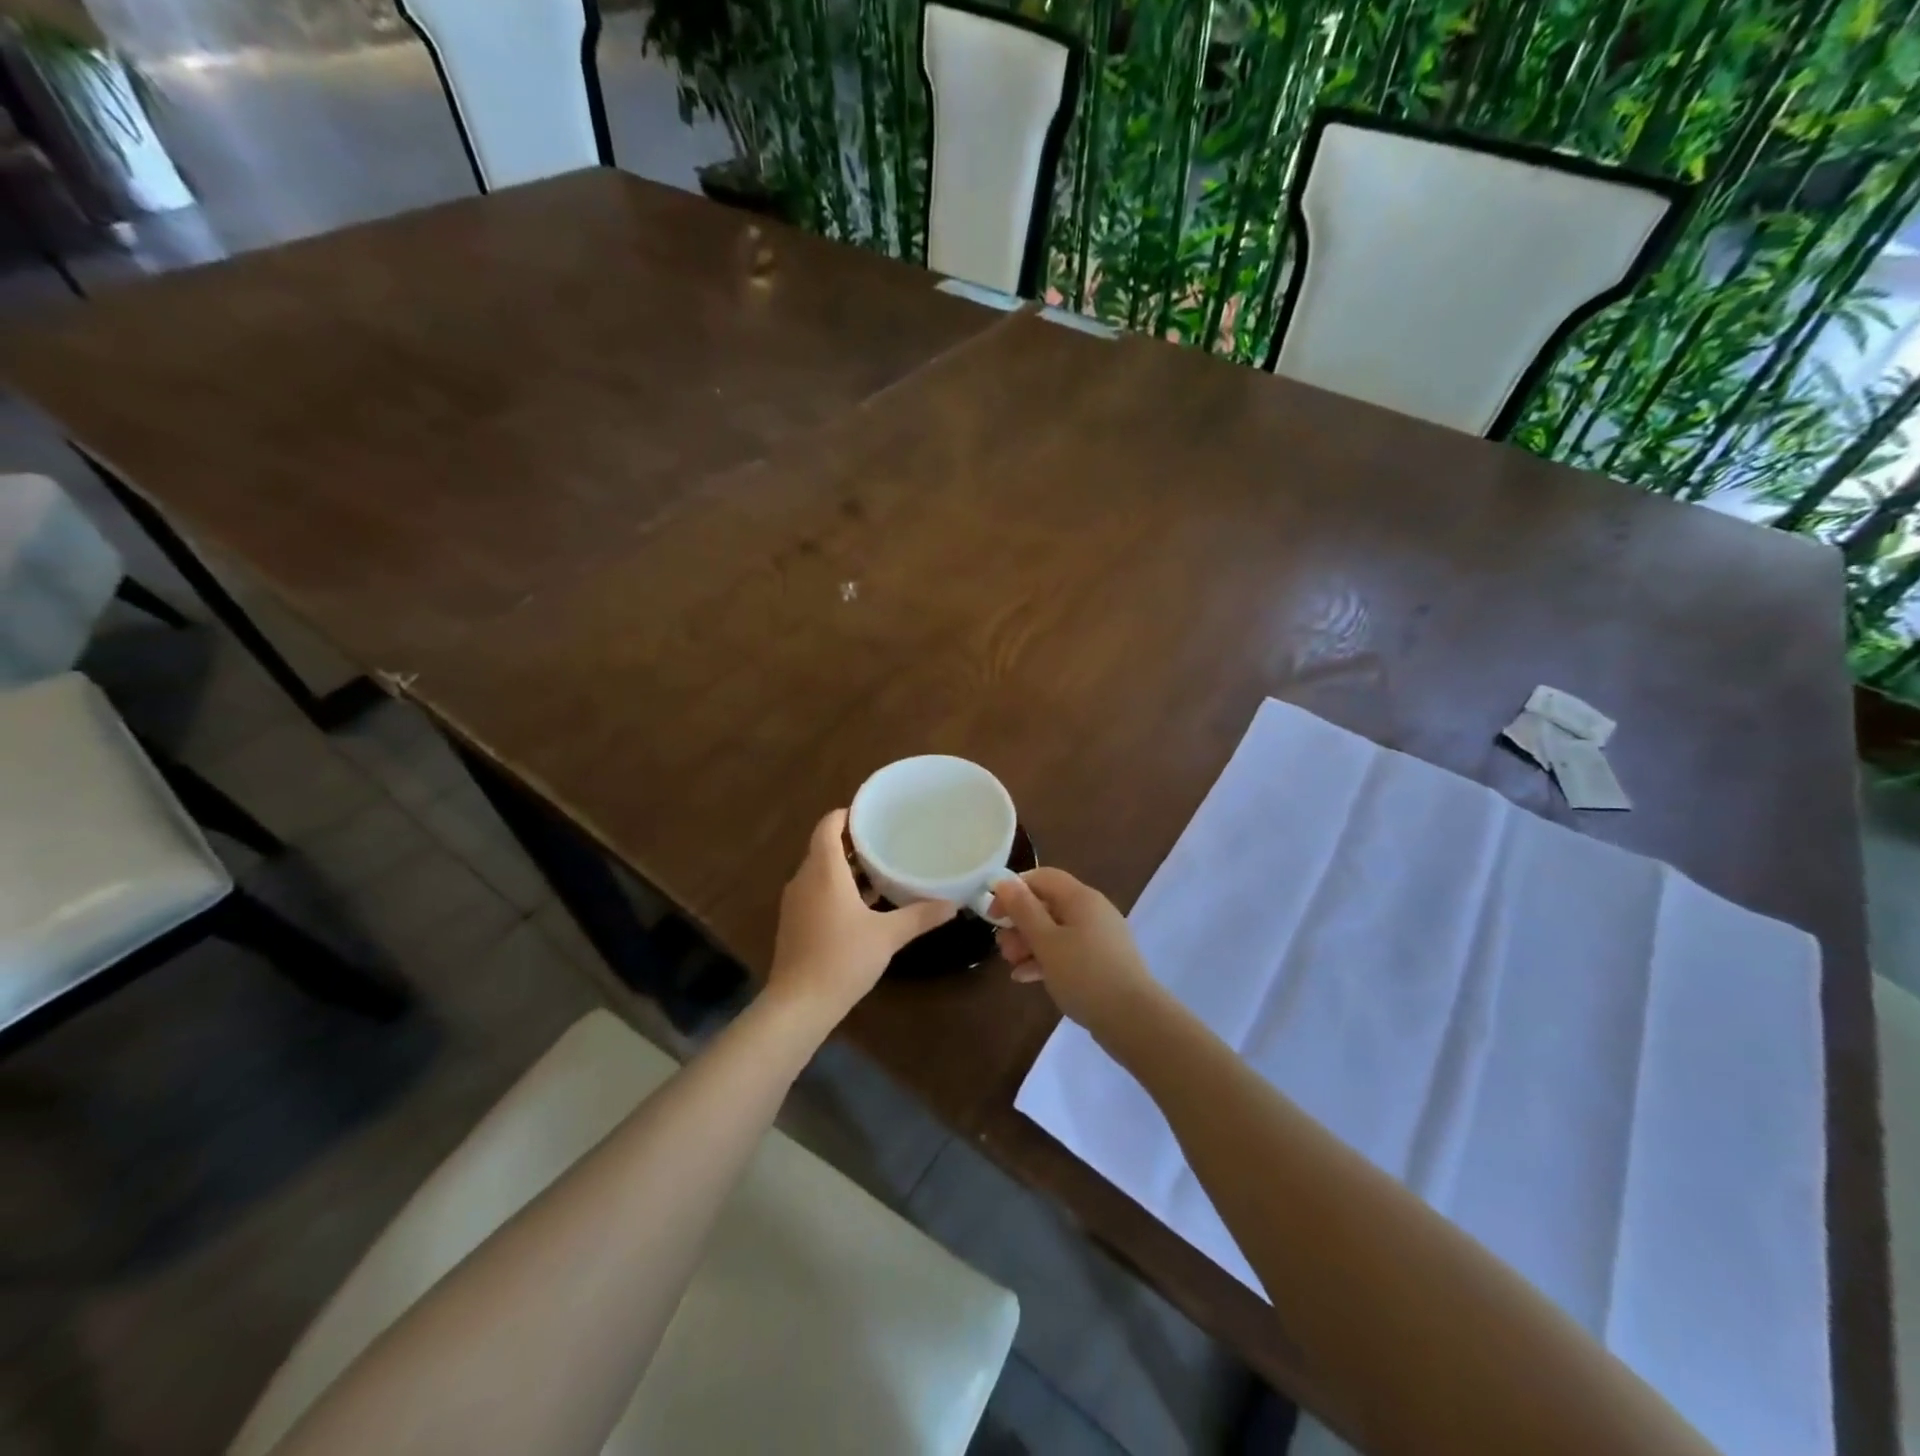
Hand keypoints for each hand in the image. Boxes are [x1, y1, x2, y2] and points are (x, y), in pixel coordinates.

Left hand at [769, 810, 956, 1022]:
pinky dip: (837, 888)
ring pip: (820, 871)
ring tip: (880, 867)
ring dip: (845, 867)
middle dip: (852, 841)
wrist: (799, 1005)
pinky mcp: (795, 923)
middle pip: (824, 847)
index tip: (872, 813)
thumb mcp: (888, 936)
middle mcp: (804, 879)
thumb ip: (920, 916)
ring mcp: (796, 902)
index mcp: (823, 871)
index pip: (828, 826)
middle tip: (886, 838)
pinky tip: (863, 903)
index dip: (847, 814)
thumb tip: (953, 904)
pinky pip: (816, 891)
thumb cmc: (842, 959)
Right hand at [991, 868, 1158, 1032]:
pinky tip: (1026, 978)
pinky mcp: (1101, 962)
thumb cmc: (1084, 974)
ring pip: (1055, 930)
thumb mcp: (1046, 941)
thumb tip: (1004, 881)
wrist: (1133, 1020)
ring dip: (1029, 943)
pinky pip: (1067, 951)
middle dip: (1019, 923)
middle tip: (1002, 947)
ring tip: (1011, 964)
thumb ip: (1023, 910)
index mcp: (1081, 897)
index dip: (1013, 890)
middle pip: (1047, 905)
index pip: (1042, 877)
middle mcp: (1092, 910)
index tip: (993, 914)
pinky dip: (1046, 960)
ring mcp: (1099, 937)